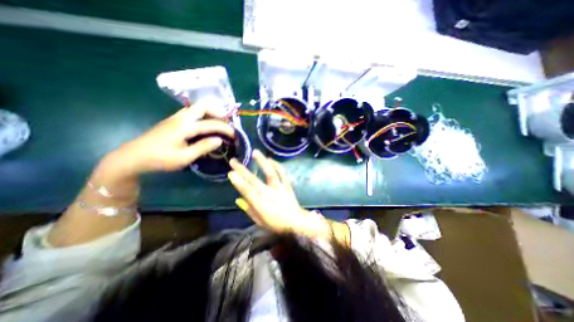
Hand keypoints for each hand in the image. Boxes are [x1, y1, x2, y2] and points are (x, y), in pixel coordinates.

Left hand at [106, 105, 233, 175]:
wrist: (133, 156)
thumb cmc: (160, 159)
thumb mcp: (184, 157)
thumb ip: (203, 147)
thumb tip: (219, 140)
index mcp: (185, 127)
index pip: (210, 124)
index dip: (225, 128)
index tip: (234, 134)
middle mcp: (181, 118)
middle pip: (202, 106)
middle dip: (217, 112)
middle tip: (226, 122)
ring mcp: (175, 118)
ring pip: (196, 108)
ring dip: (210, 112)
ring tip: (218, 122)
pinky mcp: (172, 121)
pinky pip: (191, 112)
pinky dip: (202, 115)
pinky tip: (204, 124)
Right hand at [226, 151, 328, 238]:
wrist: (296, 222)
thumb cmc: (276, 224)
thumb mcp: (259, 221)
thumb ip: (249, 209)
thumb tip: (239, 198)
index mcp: (261, 204)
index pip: (247, 191)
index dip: (238, 182)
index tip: (231, 173)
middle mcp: (269, 193)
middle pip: (254, 180)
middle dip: (242, 170)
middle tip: (233, 161)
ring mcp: (279, 188)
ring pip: (270, 172)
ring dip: (262, 161)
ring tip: (255, 152)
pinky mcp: (287, 185)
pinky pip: (282, 173)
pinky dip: (277, 165)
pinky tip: (271, 159)